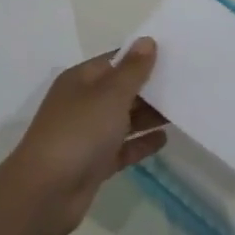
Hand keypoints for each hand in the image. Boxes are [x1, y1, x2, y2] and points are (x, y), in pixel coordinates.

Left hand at [7, 40, 166, 234]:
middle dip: (150, 87)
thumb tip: (146, 41)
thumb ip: (132, 70)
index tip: (175, 55)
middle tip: (187, 83)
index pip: (115, 60)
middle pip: (121, 90)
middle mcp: (83, 103)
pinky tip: (165, 140)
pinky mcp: (95, 163)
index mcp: (80, 80)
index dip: (142, 56)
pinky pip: (123, 148)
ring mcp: (88, 135)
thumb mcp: (110, 95)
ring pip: (124, 119)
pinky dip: (141, 143)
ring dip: (149, 115)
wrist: (47, 192)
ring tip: (182, 109)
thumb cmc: (79, 133)